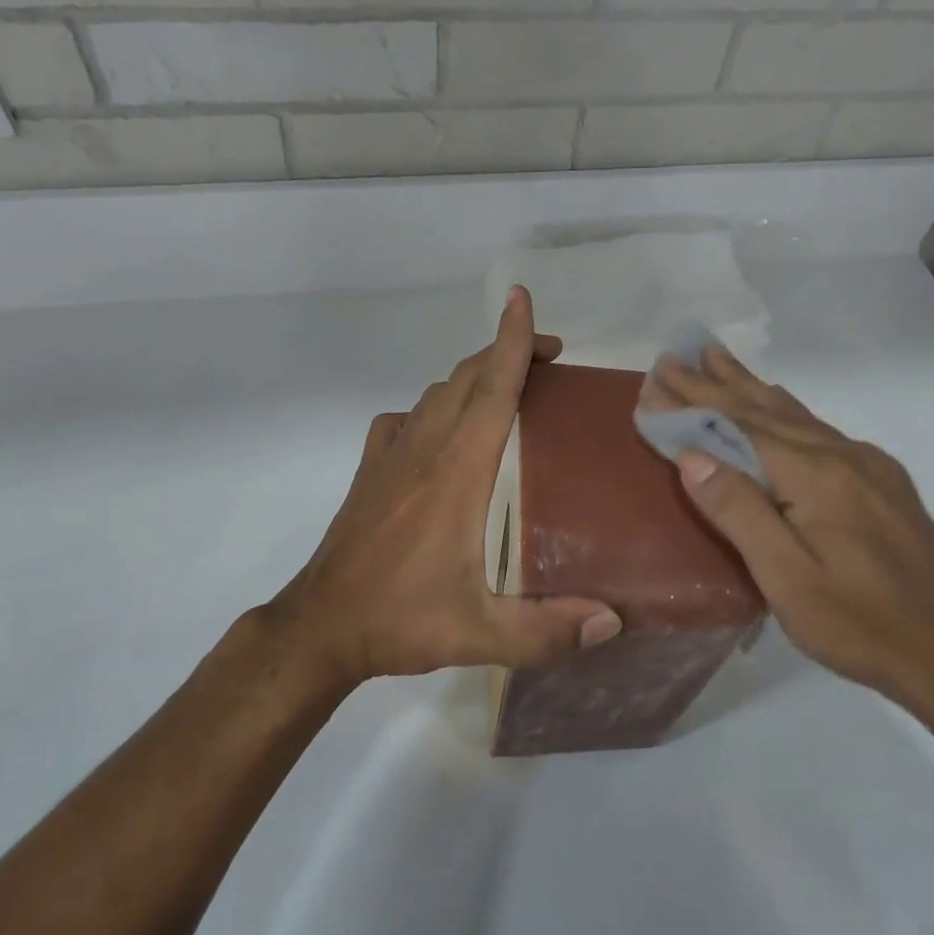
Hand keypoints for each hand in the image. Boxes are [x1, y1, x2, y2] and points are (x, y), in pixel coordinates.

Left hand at [269, 287, 621, 685]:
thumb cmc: (402, 619)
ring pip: (436, 394)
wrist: (320, 626)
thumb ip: (547, 631)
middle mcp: (424, 449)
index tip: (523, 300)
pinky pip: (404, 418)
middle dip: (506, 352)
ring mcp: (391, 455)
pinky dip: (431, 408)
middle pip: (466, 378)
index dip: (511, 341)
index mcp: (457, 471)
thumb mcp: (480, 634)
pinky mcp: (370, 469)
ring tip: (506, 389)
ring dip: (473, 377)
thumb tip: (613, 623)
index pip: (491, 389)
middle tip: (549, 359)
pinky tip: (440, 430)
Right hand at [641, 345, 933, 725]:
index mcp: (817, 475)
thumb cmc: (858, 623)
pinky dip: (784, 408)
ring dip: (749, 385)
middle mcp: (843, 455)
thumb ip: (739, 510)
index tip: (653, 381)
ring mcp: (868, 465)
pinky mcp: (882, 481)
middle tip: (673, 356)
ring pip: (795, 414)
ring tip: (716, 357)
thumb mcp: (786, 578)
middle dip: (714, 383)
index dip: (694, 404)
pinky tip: (775, 401)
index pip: (740, 427)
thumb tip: (692, 455)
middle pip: (765, 410)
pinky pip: (819, 429)